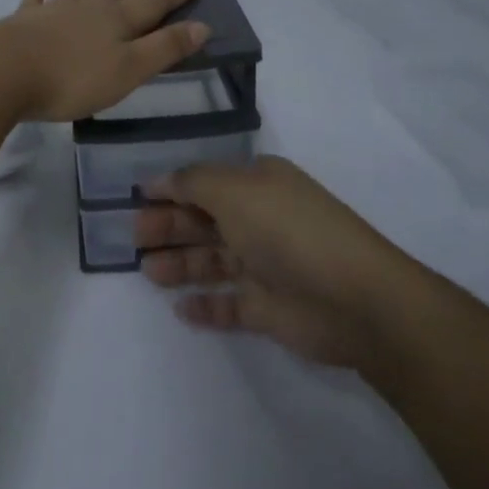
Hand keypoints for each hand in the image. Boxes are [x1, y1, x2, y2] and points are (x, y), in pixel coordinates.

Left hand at [0, 0, 211, 122]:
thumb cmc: (73, 77)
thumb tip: (202, 26)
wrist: (4, 70)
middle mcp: (90, 6)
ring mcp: (55, 9)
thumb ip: (164, 48)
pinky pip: (36, 0)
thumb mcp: (129, 70)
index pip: (155, 1)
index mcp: (118, 18)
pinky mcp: (25, 20)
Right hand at [134, 155, 415, 371]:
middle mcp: (260, 219)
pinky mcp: (270, 308)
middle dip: (169, 227)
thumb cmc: (288, 230)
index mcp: (257, 185)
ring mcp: (266, 265)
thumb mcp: (236, 191)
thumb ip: (193, 183)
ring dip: (181, 264)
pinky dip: (206, 305)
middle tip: (133, 237)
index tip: (135, 197)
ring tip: (148, 272)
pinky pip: (229, 304)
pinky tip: (180, 309)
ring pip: (213, 261)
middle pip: (205, 221)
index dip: (171, 189)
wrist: (355, 298)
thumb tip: (162, 179)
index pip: (205, 182)